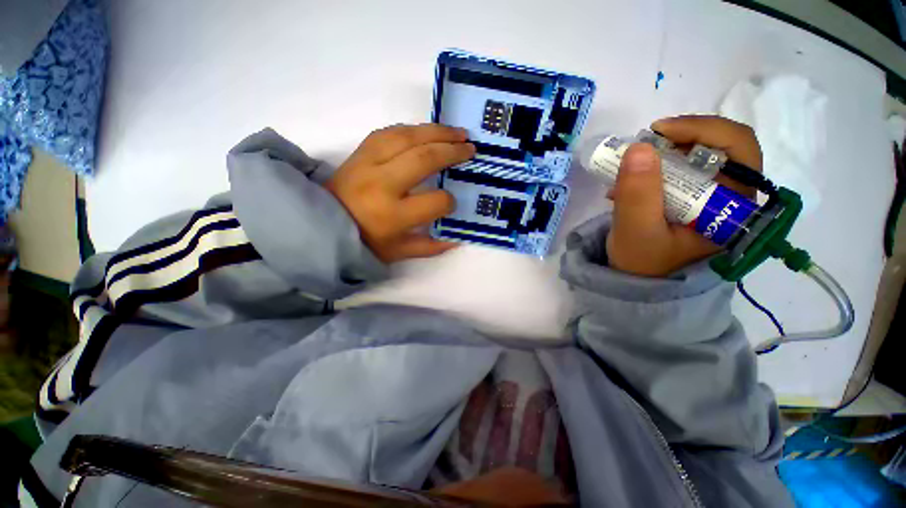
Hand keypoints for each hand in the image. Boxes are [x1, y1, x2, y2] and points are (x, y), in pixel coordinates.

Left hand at [326, 124, 475, 262]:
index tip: (451, 202)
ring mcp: (368, 163)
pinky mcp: (359, 151)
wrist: (321, 224)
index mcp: (393, 215)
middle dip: (452, 152)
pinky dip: (413, 129)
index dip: (449, 201)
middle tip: (470, 148)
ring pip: (407, 137)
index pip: (434, 202)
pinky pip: (389, 132)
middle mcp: (381, 184)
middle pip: (424, 159)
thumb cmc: (363, 242)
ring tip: (457, 133)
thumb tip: (457, 239)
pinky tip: (427, 132)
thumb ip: (430, 247)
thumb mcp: (398, 252)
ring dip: (437, 132)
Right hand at [606, 115, 762, 276]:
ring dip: (663, 153)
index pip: (740, 149)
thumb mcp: (636, 232)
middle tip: (645, 144)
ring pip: (700, 155)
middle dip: (681, 138)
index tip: (657, 131)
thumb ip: (637, 194)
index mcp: (735, 208)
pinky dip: (655, 167)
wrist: (638, 283)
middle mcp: (732, 198)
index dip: (702, 129)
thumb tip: (640, 147)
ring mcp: (713, 198)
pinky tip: (630, 182)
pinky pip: (681, 170)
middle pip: (722, 146)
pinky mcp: (694, 200)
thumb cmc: (642, 264)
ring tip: (630, 169)